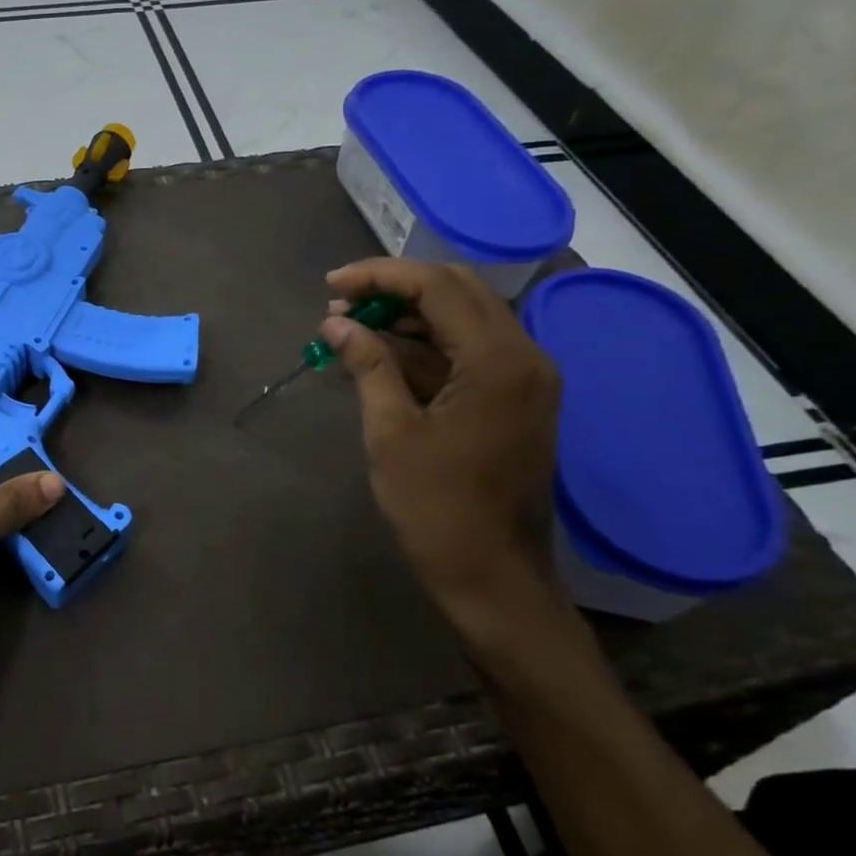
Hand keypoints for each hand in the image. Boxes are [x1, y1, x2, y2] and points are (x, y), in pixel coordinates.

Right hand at [320, 259, 564, 643]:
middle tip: (340, 305)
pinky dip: (424, 346)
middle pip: (458, 291)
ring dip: (407, 316)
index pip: (439, 286)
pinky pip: (467, 352)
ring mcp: (524, 379)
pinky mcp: (514, 399)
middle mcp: (524, 357)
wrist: (493, 578)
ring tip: (349, 328)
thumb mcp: (391, 433)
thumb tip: (337, 323)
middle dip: (395, 289)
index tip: (331, 286)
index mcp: (499, 361)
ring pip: (463, 319)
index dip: (380, 276)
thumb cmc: (437, 509)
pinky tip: (379, 355)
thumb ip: (368, 366)